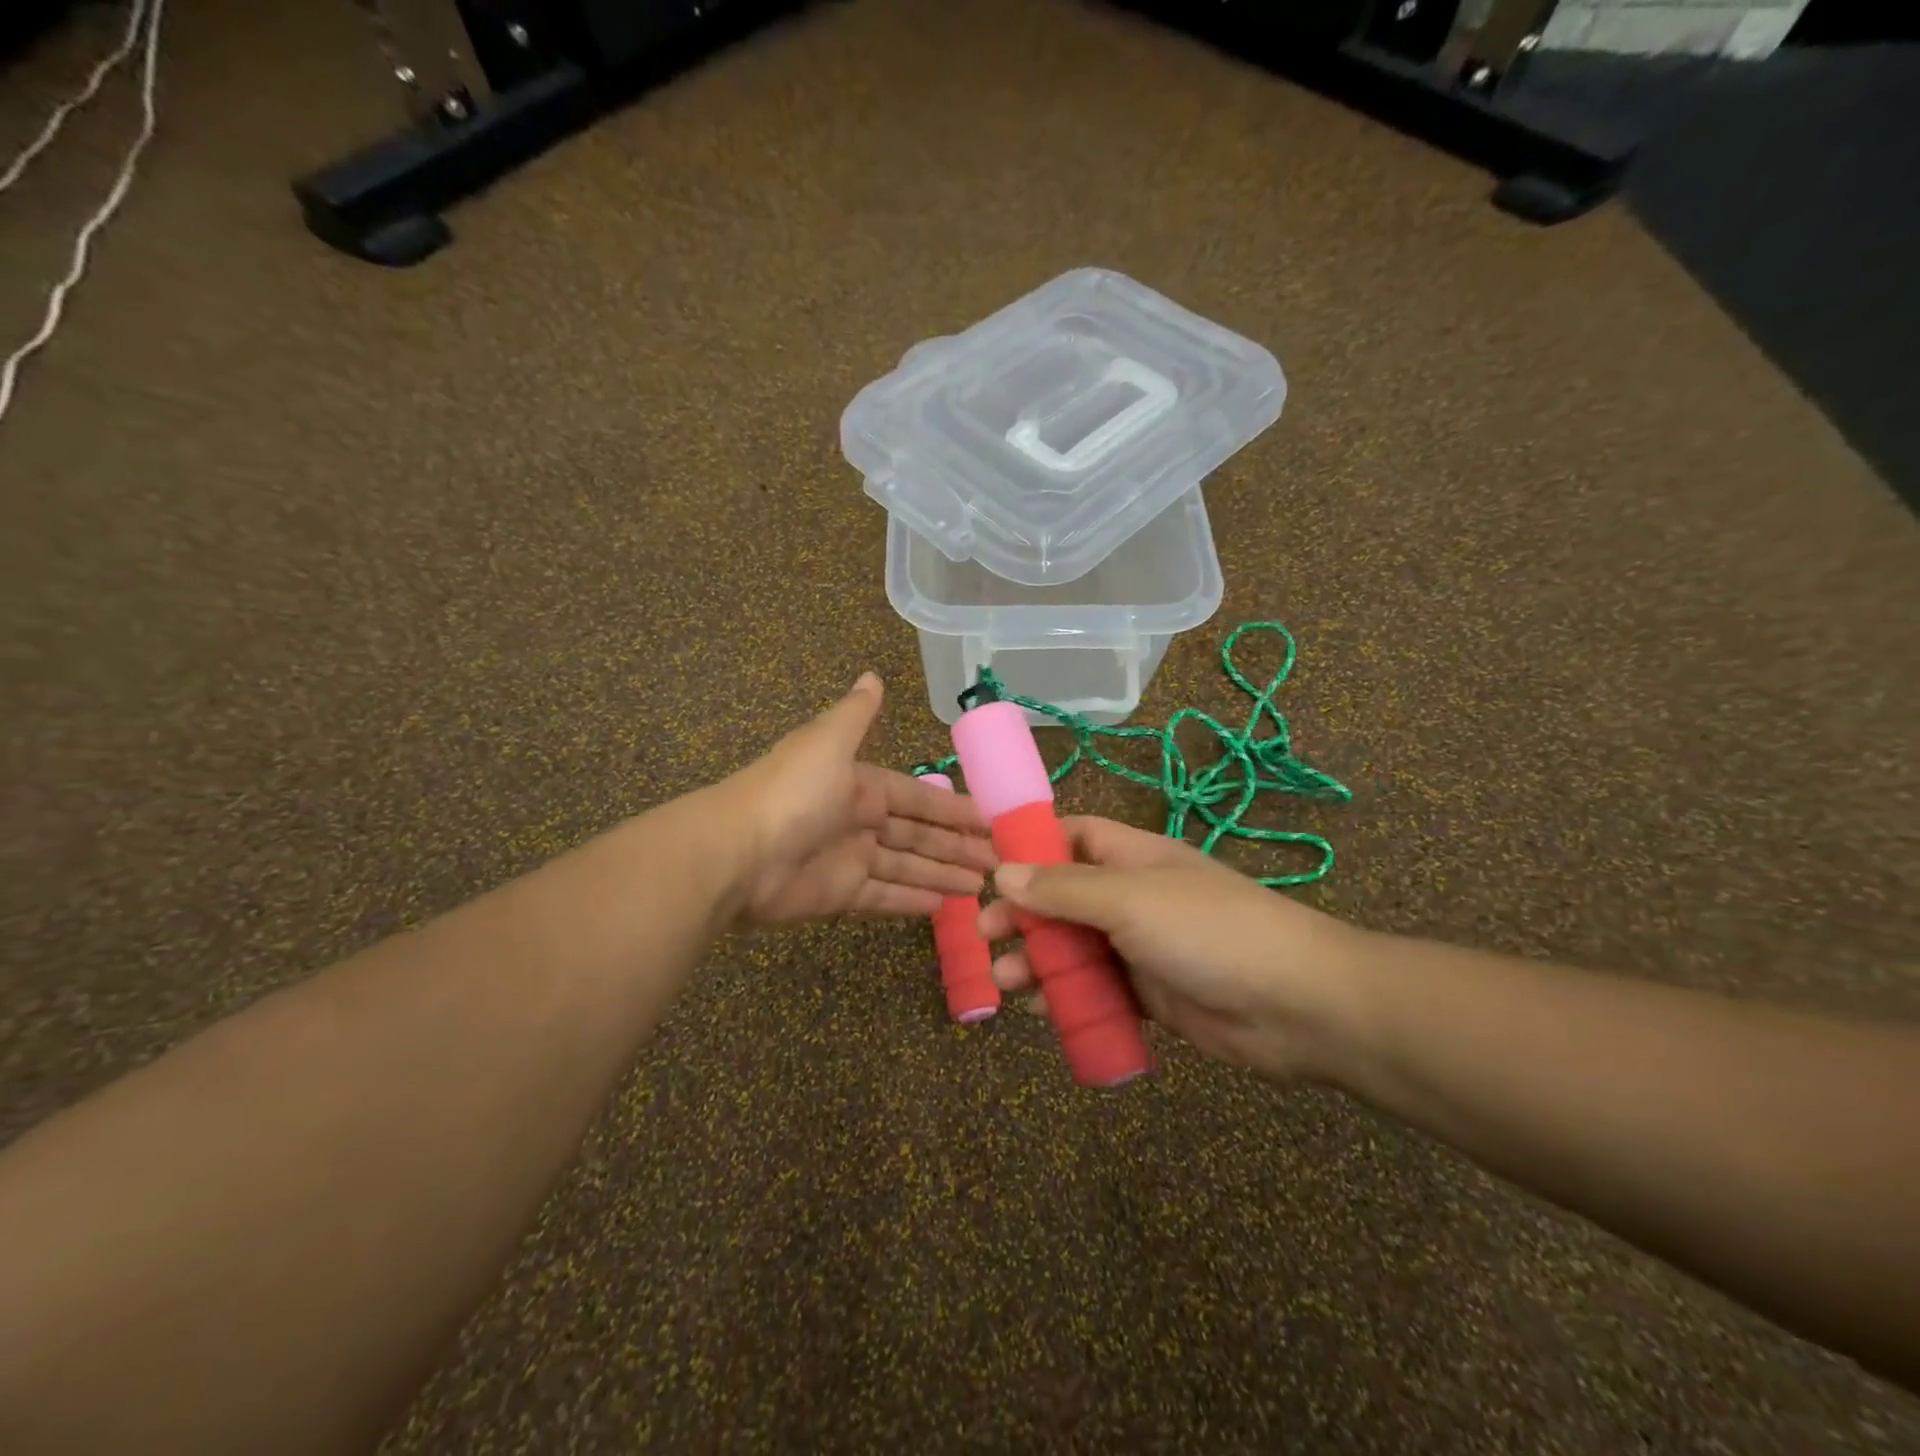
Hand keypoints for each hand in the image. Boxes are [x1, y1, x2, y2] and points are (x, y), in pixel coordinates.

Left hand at [724, 673, 997, 923]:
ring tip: (983, 886)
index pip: (916, 796)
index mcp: (858, 783)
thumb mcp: (828, 741)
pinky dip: (911, 901)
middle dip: (956, 846)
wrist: (735, 853)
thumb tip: (871, 674)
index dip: (952, 807)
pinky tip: (944, 906)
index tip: (989, 818)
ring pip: (907, 866)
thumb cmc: (792, 792)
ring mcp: (848, 859)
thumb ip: (855, 714)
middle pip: (918, 834)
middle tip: (999, 860)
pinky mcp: (838, 895)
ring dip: (943, 874)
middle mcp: (857, 820)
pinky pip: (883, 896)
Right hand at [979, 816, 1364, 1081]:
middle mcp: (1133, 896)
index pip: (1072, 837)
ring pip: (1076, 947)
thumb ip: (1063, 888)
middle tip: (985, 936)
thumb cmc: (1207, 931)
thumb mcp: (1128, 899)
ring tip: (1007, 982)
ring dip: (1039, 960)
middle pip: (1064, 897)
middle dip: (1023, 914)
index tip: (986, 868)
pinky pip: (1098, 989)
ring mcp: (1142, 947)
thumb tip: (1002, 872)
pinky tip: (1043, 1011)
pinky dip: (1069, 997)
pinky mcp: (1151, 994)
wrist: (1295, 1005)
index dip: (1030, 846)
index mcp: (1132, 857)